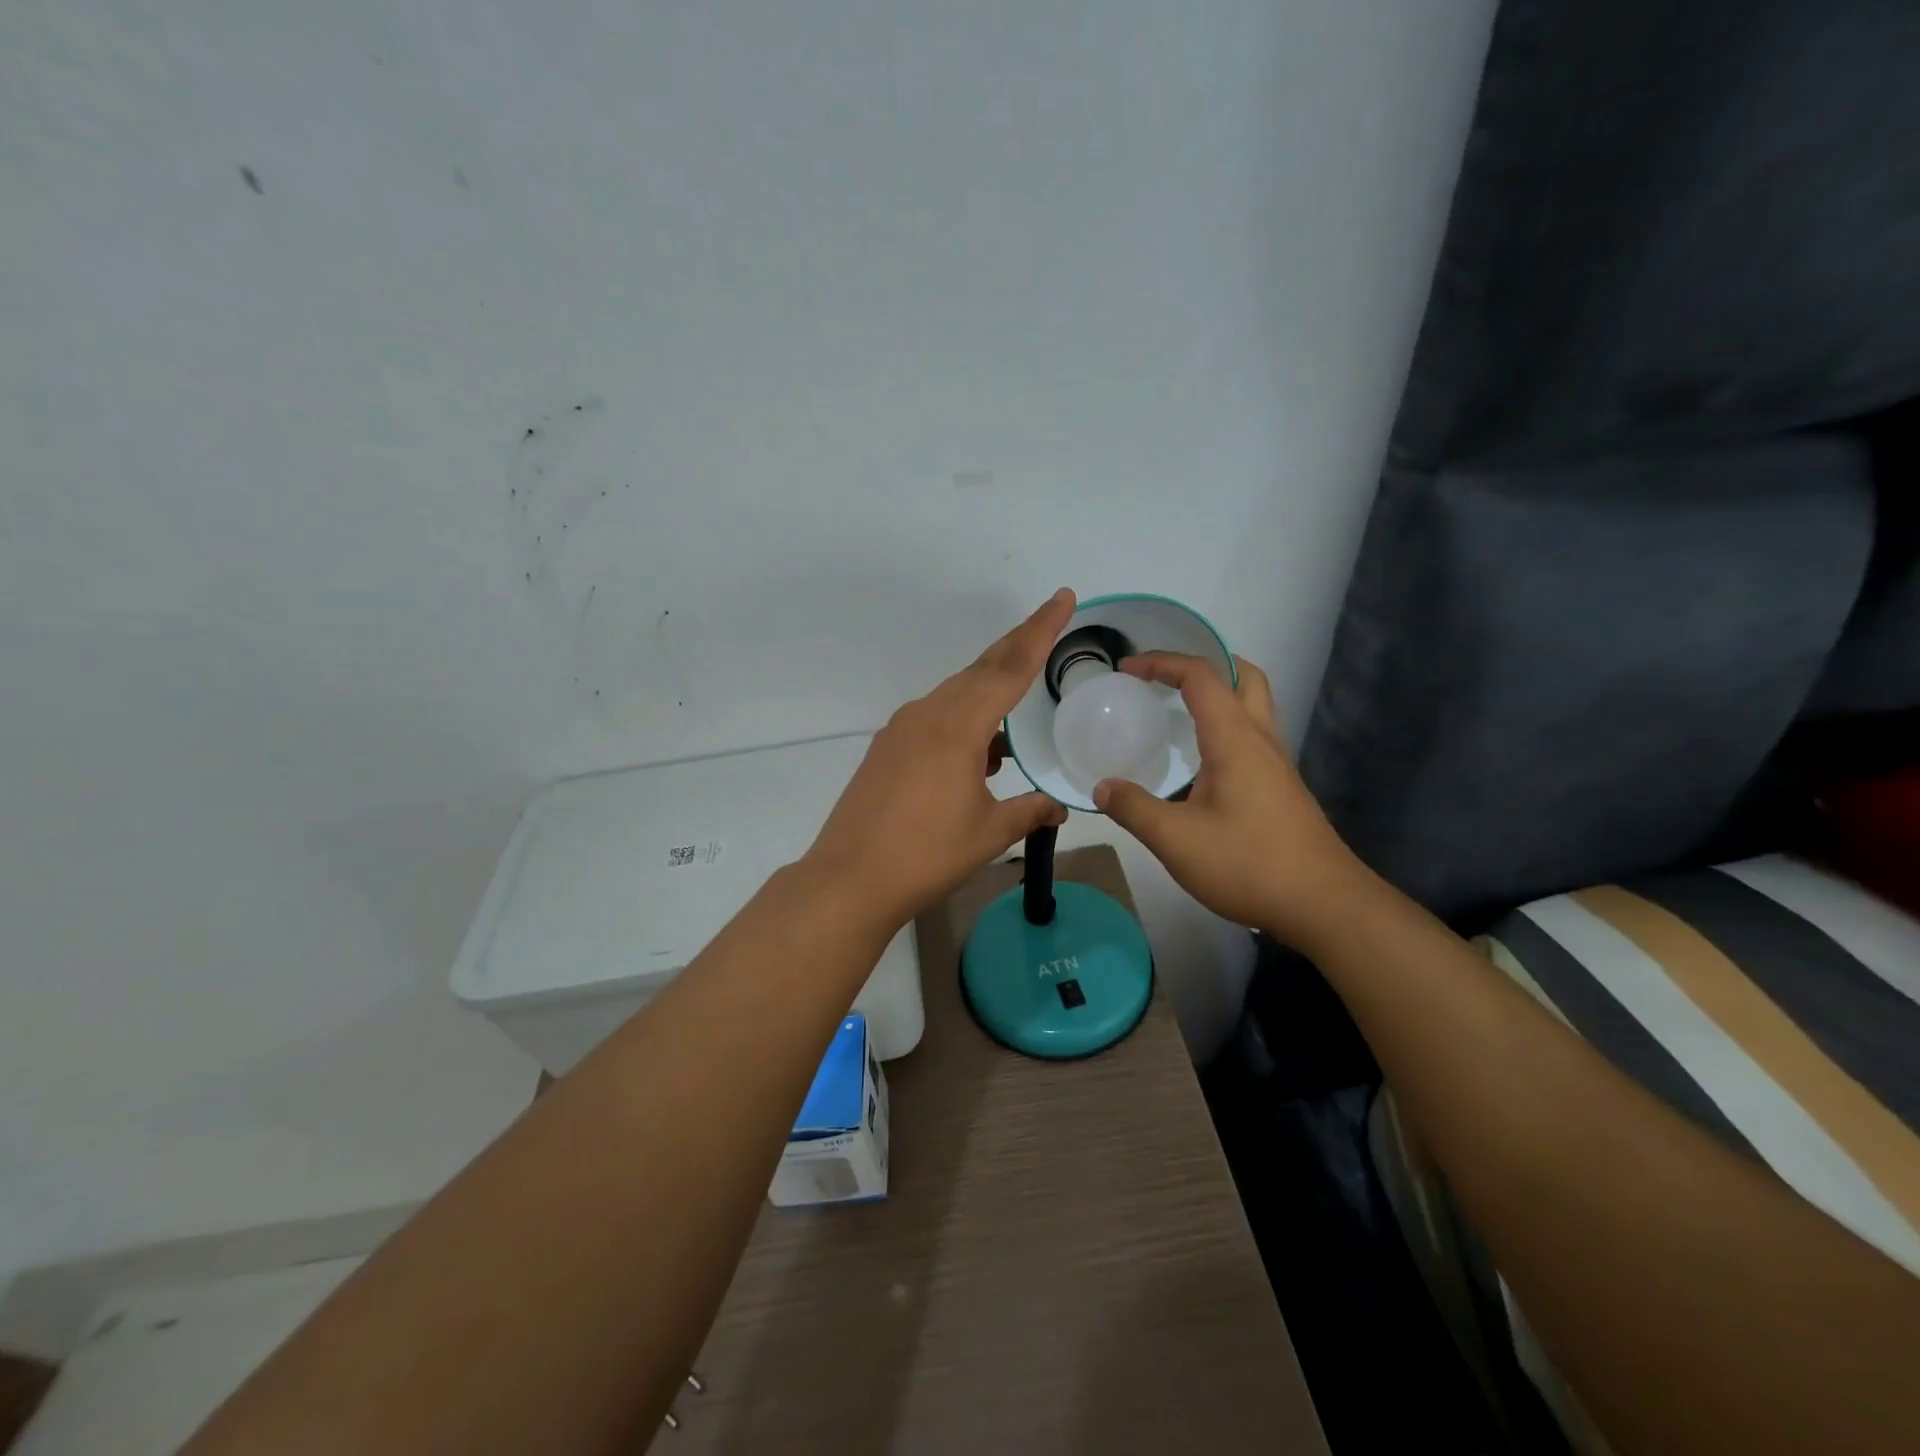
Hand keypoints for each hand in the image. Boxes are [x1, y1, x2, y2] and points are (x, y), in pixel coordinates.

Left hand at [805, 590, 1075, 930]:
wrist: (849, 879)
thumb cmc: (926, 855)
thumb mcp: (989, 834)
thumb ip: (1028, 812)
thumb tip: (1058, 808)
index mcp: (958, 727)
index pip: (1010, 667)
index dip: (1040, 631)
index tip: (1062, 598)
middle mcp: (928, 715)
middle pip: (981, 669)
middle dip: (1018, 646)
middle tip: (1049, 625)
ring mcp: (902, 729)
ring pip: (956, 693)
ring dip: (989, 689)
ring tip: (1020, 701)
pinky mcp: (887, 748)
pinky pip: (935, 717)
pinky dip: (964, 719)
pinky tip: (979, 751)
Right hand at [1092, 653, 1367, 946]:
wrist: (1323, 905)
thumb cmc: (1248, 864)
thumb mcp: (1176, 840)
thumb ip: (1134, 809)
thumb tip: (1102, 787)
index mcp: (1235, 739)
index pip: (1201, 676)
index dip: (1162, 662)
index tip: (1127, 669)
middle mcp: (1261, 740)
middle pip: (1244, 676)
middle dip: (1204, 664)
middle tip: (1166, 677)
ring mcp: (1277, 764)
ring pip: (1254, 706)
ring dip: (1219, 695)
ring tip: (1177, 712)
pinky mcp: (1282, 788)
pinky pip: (1252, 737)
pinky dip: (1225, 727)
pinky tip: (1200, 763)